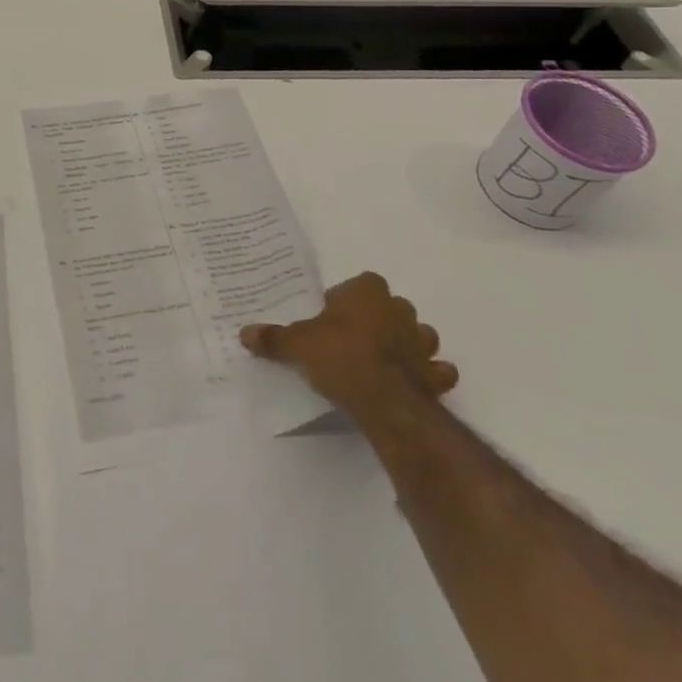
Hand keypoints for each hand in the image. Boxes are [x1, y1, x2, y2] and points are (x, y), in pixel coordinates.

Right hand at [241, 272, 457, 431]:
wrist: (383, 398)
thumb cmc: (339, 356)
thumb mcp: (297, 345)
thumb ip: (274, 338)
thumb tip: (244, 333)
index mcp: (367, 291)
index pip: (361, 283)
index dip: (348, 299)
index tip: (333, 318)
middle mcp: (400, 309)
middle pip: (391, 306)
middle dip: (379, 319)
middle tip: (354, 339)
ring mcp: (422, 342)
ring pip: (420, 335)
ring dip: (408, 344)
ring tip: (384, 360)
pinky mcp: (434, 375)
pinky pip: (437, 370)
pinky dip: (430, 375)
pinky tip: (414, 383)